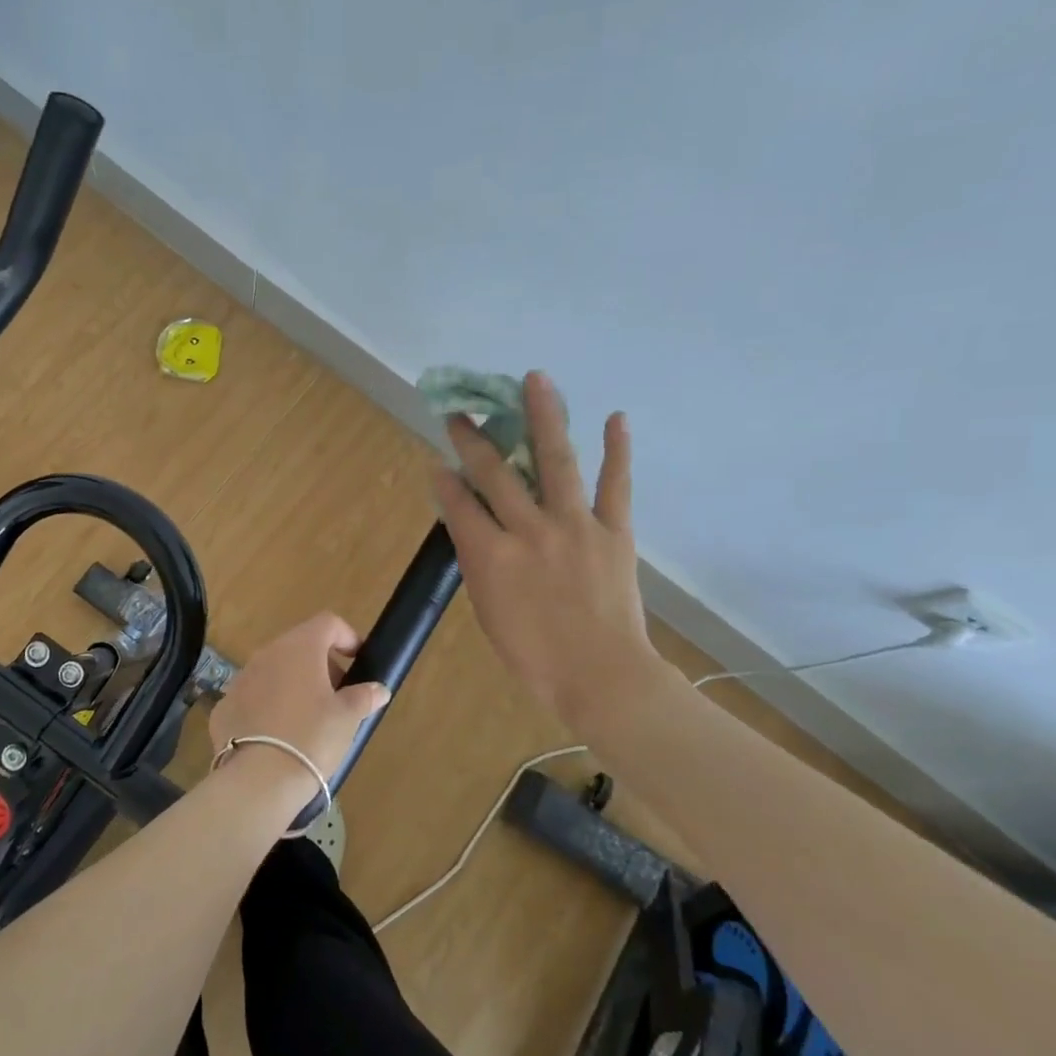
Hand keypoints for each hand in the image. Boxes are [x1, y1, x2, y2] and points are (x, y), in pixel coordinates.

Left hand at [208, 613, 391, 817]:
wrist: (257, 780)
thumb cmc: (311, 738)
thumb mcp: (347, 718)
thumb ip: (363, 697)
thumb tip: (378, 689)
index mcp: (300, 647)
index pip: (328, 623)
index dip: (347, 637)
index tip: (358, 662)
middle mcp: (267, 654)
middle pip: (300, 645)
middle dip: (322, 665)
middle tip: (338, 696)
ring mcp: (241, 678)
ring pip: (274, 670)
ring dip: (294, 684)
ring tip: (309, 718)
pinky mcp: (225, 706)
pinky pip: (254, 697)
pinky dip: (269, 706)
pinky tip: (278, 736)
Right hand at [433, 371, 672, 728]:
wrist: (601, 676)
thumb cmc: (534, 655)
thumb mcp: (488, 611)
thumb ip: (477, 561)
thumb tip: (468, 521)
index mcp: (492, 555)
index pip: (460, 504)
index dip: (445, 479)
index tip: (438, 458)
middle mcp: (529, 530)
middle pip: (495, 473)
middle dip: (474, 440)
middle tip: (462, 414)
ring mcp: (575, 526)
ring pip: (555, 461)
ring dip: (543, 417)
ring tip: (535, 379)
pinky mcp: (613, 531)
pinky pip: (615, 484)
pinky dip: (617, 450)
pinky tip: (615, 416)